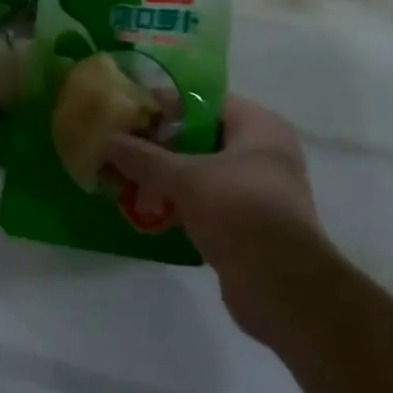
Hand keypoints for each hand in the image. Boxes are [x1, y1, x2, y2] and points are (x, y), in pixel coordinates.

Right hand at [104, 95, 326, 343]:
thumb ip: (145, 158)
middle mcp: (264, 152)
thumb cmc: (241, 213)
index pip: (205, 101)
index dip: (166, 105)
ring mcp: (258, 191)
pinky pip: (207, 204)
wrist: (285, 291)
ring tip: (126, 181)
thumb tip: (107, 139)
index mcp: (259, 126)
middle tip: (122, 148)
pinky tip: (147, 212)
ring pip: (202, 173)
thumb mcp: (187, 179)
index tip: (130, 114)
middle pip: (202, 137)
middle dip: (161, 145)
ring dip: (167, 178)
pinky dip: (180, 205)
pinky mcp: (249, 226)